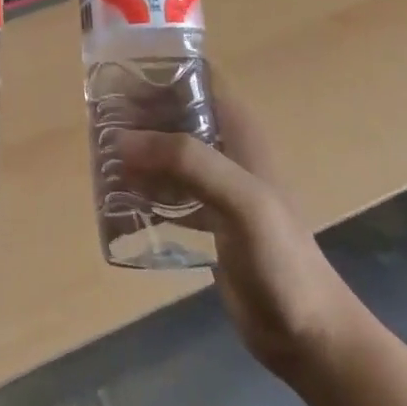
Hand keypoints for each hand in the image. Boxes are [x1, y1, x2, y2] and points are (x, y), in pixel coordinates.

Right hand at [119, 93, 363, 380]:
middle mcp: (225, 148)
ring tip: (100, 155)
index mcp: (238, 129)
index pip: (195, 78)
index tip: (116, 75)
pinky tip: (118, 197)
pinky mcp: (207, 220)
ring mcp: (216, 186)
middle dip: (138, 114)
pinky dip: (144, 188)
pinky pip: (168, 191)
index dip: (159, 69)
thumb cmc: (281, 258)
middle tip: (97, 121)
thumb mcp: (240, 200)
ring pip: (168, 151)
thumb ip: (187, 162)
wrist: (309, 335)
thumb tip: (123, 139)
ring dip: (138, 151)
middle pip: (174, 113)